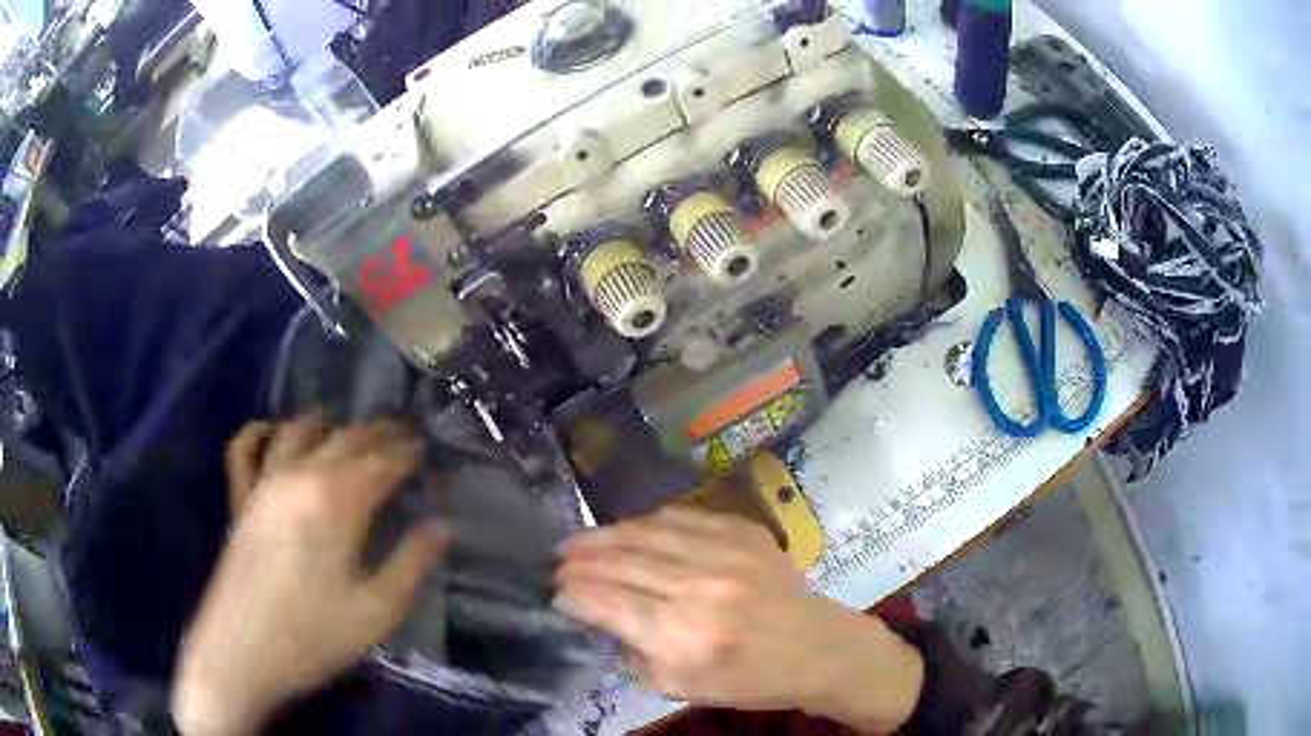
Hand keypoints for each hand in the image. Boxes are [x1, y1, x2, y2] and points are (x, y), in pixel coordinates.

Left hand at [172, 419, 450, 735]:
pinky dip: (259, 431)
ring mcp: (264, 482)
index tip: (428, 451)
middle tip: (403, 434)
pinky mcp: (240, 498)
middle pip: (346, 437)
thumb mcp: (377, 611)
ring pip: (298, 430)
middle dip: (379, 432)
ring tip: (347, 428)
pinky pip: (244, 447)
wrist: (242, 653)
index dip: (408, 453)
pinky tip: (273, 431)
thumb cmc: (314, 635)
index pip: (382, 461)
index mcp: (338, 500)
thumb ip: (412, 563)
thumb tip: (442, 525)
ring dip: (328, 423)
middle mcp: (300, 475)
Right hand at [554, 508, 923, 732]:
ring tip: (579, 542)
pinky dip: (646, 524)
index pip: (605, 601)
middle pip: (619, 561)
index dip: (571, 594)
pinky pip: (680, 517)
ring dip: (604, 536)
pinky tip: (628, 532)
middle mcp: (698, 586)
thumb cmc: (748, 680)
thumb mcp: (679, 687)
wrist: (816, 648)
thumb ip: (632, 650)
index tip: (555, 593)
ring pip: (644, 532)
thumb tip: (600, 614)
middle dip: (578, 560)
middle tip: (557, 562)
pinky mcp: (742, 531)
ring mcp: (724, 551)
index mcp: (681, 634)